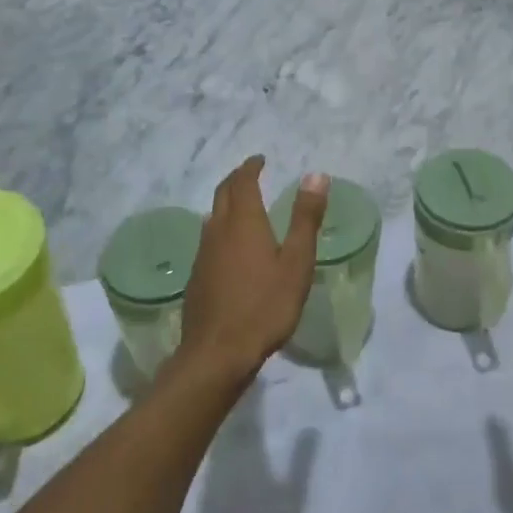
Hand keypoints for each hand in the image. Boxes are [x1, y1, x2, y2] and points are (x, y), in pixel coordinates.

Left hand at [177, 158, 327, 383]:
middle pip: (223, 195)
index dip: (250, 167)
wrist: (218, 353)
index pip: (243, 182)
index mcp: (244, 222)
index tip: (260, 159)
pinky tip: (228, 246)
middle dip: (236, 179)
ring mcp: (203, 255)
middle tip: (249, 173)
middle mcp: (218, 231)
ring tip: (241, 205)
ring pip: (212, 217)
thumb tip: (316, 175)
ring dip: (226, 203)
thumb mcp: (296, 262)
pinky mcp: (196, 277)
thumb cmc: (265, 306)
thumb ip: (306, 218)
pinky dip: (220, 228)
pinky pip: (208, 240)